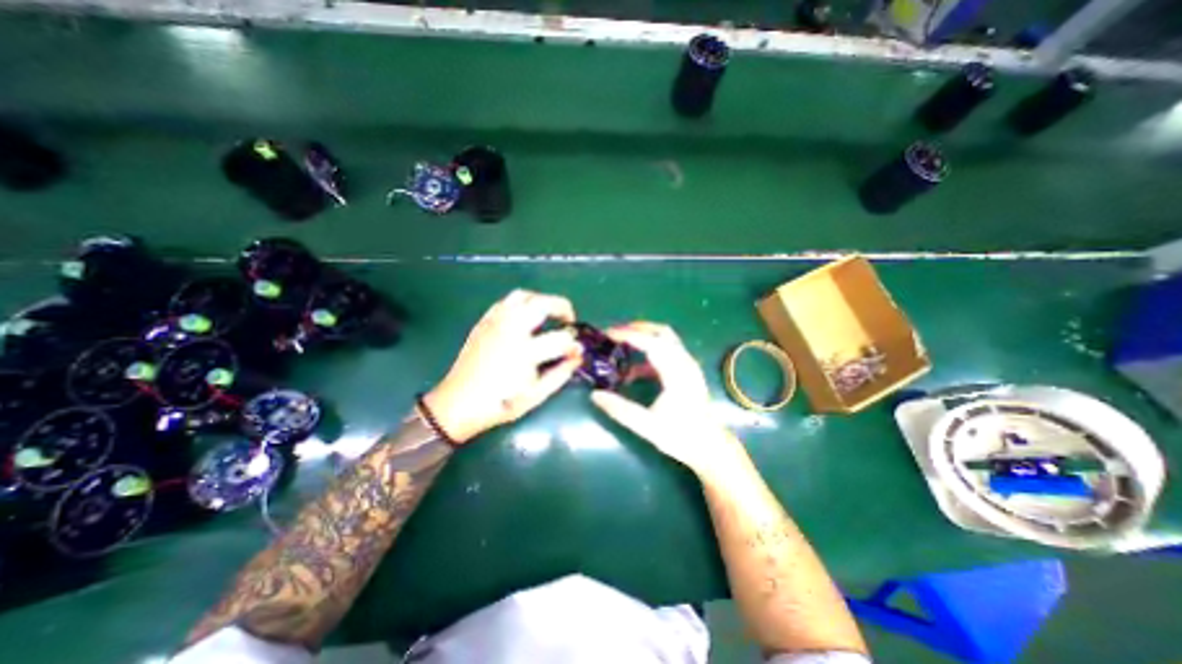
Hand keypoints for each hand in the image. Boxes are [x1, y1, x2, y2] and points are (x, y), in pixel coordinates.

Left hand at [431, 288, 585, 441]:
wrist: (458, 404)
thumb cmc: (500, 403)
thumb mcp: (536, 395)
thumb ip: (560, 374)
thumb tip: (577, 357)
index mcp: (524, 351)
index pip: (559, 338)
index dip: (574, 344)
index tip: (578, 351)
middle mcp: (510, 329)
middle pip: (542, 304)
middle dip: (562, 307)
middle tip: (569, 321)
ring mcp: (495, 323)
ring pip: (523, 296)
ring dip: (541, 301)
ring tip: (548, 314)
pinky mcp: (484, 322)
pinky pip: (505, 302)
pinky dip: (521, 304)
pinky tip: (525, 317)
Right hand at [591, 321, 744, 476]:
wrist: (710, 447)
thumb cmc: (681, 437)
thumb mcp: (648, 426)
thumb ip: (620, 410)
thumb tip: (595, 394)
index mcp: (677, 373)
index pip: (651, 343)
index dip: (629, 335)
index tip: (608, 333)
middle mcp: (685, 363)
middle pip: (661, 333)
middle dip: (636, 329)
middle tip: (614, 334)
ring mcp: (688, 366)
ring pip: (665, 340)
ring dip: (643, 339)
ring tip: (621, 346)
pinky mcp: (686, 371)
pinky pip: (666, 352)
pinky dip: (648, 353)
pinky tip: (633, 371)